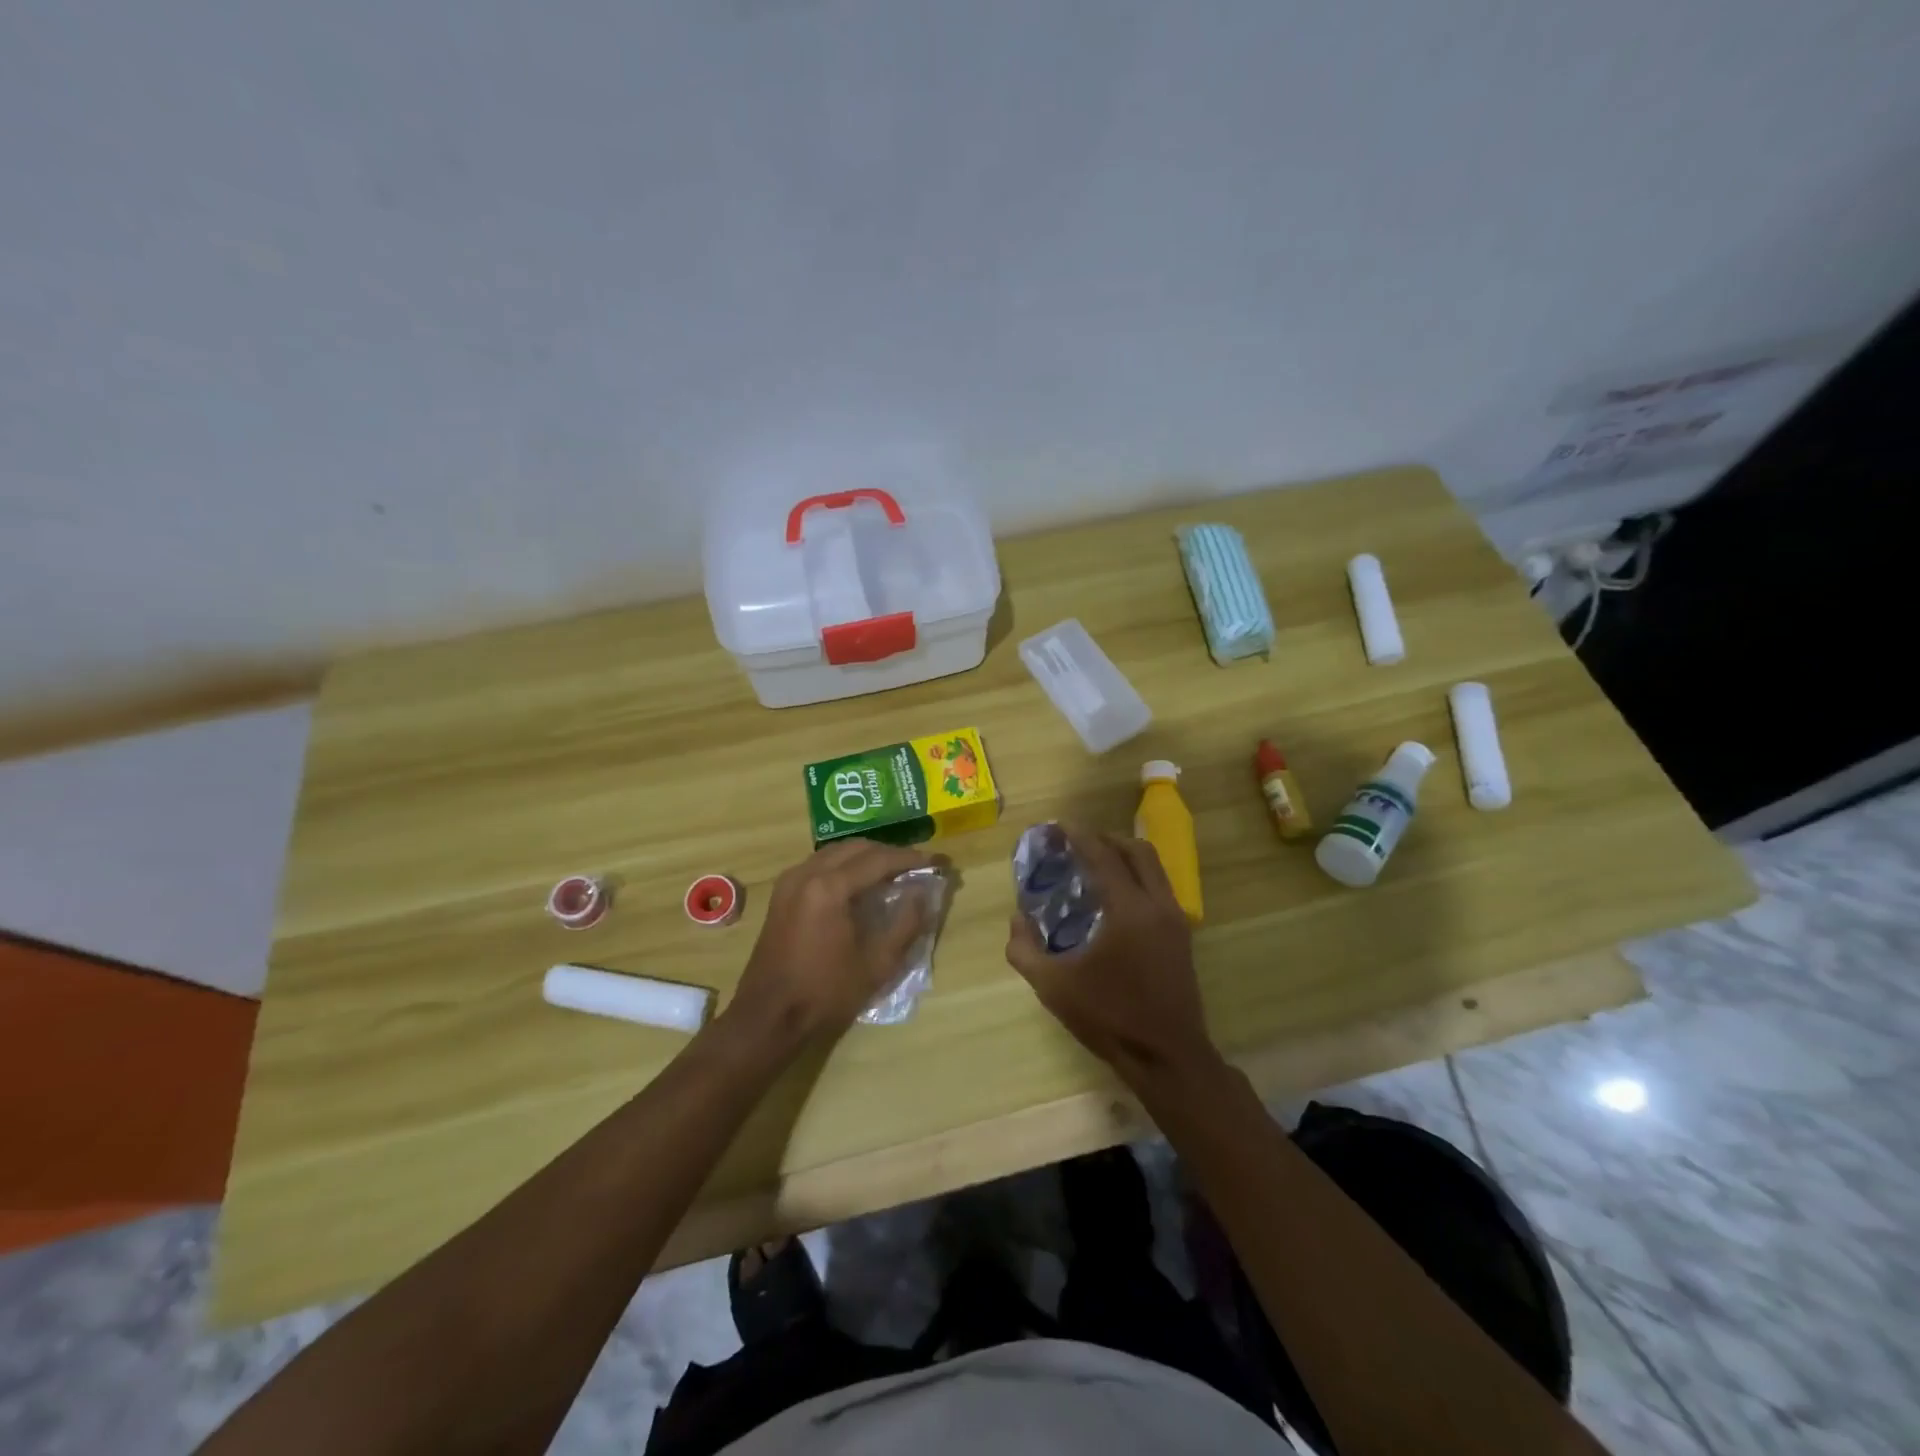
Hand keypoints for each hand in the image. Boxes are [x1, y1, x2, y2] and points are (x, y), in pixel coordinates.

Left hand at [727, 840, 934, 1045]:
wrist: (768, 1017)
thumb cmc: (825, 993)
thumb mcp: (877, 964)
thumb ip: (906, 923)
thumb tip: (924, 892)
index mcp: (829, 888)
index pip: (879, 859)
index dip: (911, 858)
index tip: (937, 860)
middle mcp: (807, 873)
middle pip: (857, 848)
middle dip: (889, 853)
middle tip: (917, 866)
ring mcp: (790, 881)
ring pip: (836, 852)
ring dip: (867, 857)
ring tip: (893, 873)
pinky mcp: (783, 893)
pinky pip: (820, 864)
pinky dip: (845, 865)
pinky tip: (861, 883)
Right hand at [1004, 827, 1219, 1083]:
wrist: (1167, 1056)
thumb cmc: (1109, 1017)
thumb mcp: (1054, 986)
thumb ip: (1024, 949)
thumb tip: (1017, 919)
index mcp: (1128, 910)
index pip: (1103, 856)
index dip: (1080, 836)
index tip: (1059, 825)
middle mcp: (1158, 905)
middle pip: (1138, 851)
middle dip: (1107, 839)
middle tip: (1079, 842)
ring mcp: (1175, 920)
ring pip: (1155, 868)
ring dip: (1126, 857)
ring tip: (1097, 865)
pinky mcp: (1182, 937)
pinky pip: (1160, 888)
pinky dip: (1138, 878)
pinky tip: (1116, 898)